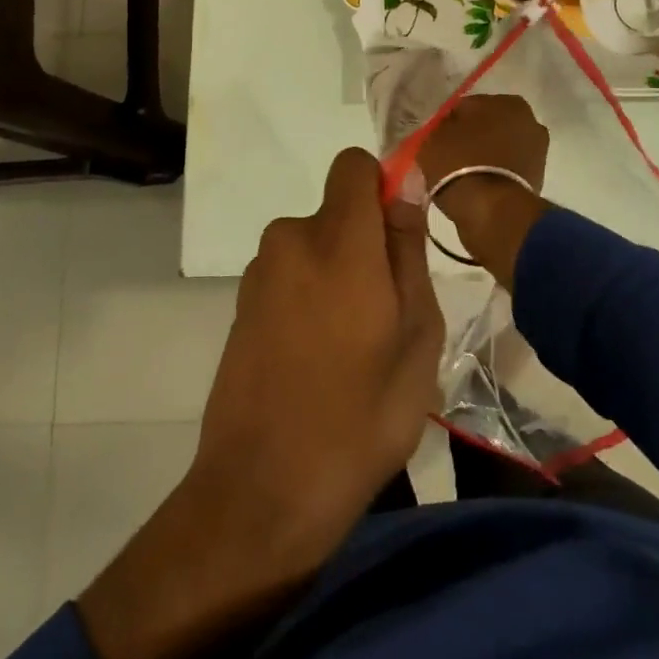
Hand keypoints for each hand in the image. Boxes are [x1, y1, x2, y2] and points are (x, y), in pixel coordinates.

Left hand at [79, 147, 442, 658]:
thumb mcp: (417, 336)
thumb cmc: (361, 417)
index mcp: (338, 241)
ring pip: (316, 246)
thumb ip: (409, 252)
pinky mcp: (241, 305)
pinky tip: (318, 358)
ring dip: (338, 273)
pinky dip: (310, 295)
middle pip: (339, 211)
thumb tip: (405, 191)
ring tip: (354, 345)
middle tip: (387, 312)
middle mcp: (291, 240)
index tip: (400, 233)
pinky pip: (291, 275)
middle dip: (366, 242)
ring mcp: (259, 274)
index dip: (382, 185)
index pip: (354, 166)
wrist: (262, 493)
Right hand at [416, 94, 549, 287]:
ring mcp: (537, 150)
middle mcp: (529, 120)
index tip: (436, 140)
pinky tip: (476, 186)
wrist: (491, 211)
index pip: (467, 107)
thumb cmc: (459, 164)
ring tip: (461, 174)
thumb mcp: (432, 138)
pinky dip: (493, 173)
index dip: (448, 123)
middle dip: (471, 137)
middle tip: (448, 156)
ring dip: (484, 156)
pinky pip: (505, 169)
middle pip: (488, 126)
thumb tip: (445, 130)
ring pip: (498, 147)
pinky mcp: (538, 178)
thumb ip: (439, 127)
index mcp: (506, 101)